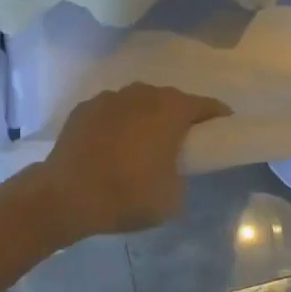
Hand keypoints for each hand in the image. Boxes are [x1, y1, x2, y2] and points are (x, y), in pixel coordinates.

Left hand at [27, 83, 229, 241]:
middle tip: (182, 141)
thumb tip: (172, 170)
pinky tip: (112, 146)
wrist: (67, 195)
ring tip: (143, 144)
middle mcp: (142, 94)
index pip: (205, 105)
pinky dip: (117, 124)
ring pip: (138, 102)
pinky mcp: (85, 108)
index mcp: (170, 110)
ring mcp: (110, 98)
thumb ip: (181, 175)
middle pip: (170, 99)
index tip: (223, 128)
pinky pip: (111, 112)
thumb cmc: (128, 194)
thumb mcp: (172, 197)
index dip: (217, 116)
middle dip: (179, 116)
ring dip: (145, 118)